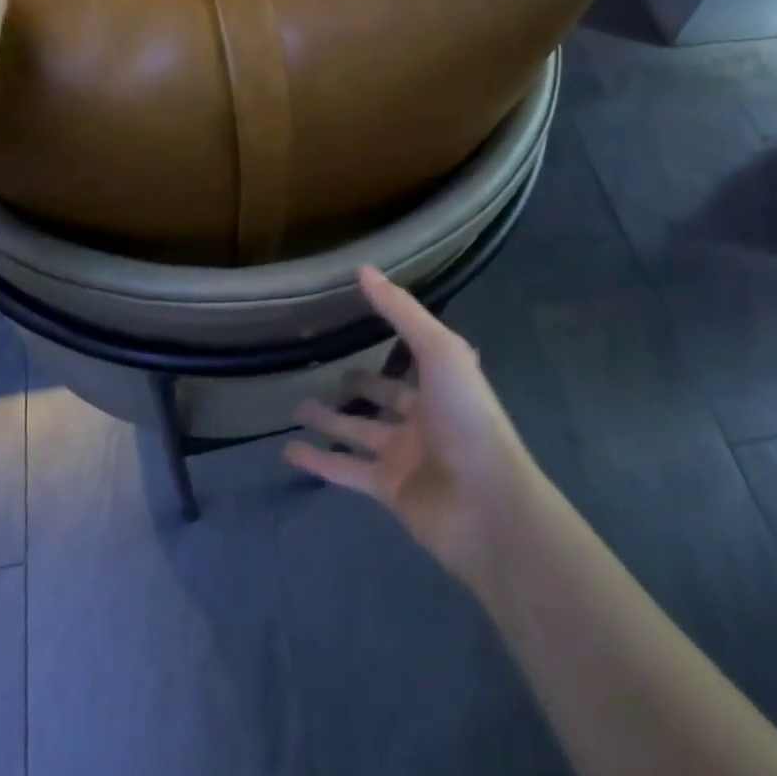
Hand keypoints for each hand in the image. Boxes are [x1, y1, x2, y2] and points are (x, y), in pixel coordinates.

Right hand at [287, 267, 537, 583]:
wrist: (487, 505)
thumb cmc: (466, 418)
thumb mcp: (439, 351)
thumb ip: (401, 311)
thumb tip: (364, 270)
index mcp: (443, 383)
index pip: (413, 354)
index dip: (392, 338)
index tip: (360, 319)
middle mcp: (424, 418)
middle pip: (386, 396)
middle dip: (361, 384)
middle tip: (326, 370)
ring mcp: (406, 456)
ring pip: (359, 433)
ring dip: (330, 420)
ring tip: (297, 407)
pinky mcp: (388, 490)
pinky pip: (345, 470)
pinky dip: (318, 461)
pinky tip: (289, 451)